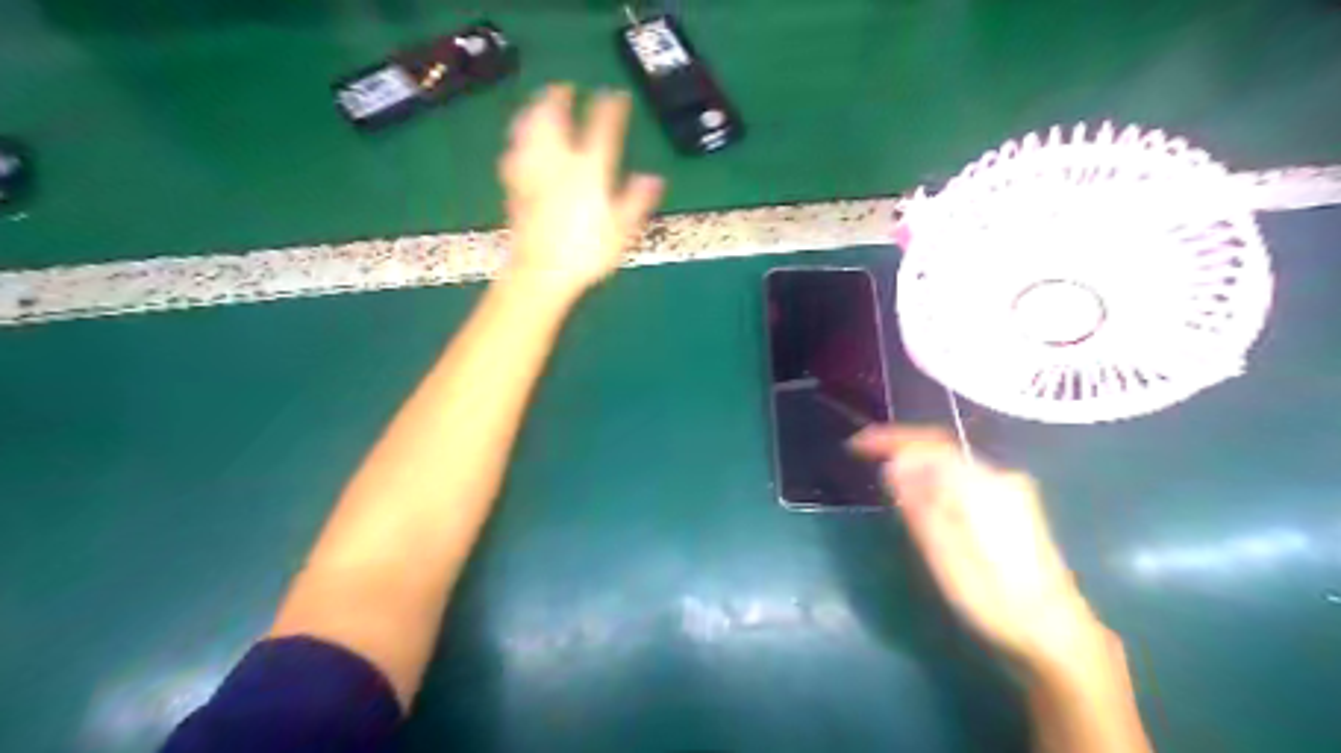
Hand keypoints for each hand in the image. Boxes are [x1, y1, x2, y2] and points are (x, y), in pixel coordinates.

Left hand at [498, 85, 664, 295]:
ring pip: (528, 132)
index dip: (610, 108)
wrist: (542, 273)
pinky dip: (516, 144)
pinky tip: (516, 146)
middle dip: (558, 98)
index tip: (616, 95)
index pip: (602, 129)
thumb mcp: (622, 230)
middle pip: (553, 119)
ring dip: (532, 113)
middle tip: (563, 88)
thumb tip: (653, 178)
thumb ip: (636, 201)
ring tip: (536, 106)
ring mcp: (534, 174)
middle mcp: (559, 164)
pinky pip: (513, 157)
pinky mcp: (515, 189)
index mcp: (590, 171)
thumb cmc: (587, 254)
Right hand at [852, 425, 1106, 669]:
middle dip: (903, 451)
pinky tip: (926, 502)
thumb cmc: (994, 599)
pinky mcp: (1016, 508)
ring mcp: (1012, 492)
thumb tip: (895, 463)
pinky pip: (964, 480)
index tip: (857, 445)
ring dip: (919, 468)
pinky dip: (937, 482)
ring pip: (953, 466)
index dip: (890, 439)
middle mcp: (1001, 478)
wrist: (1057, 636)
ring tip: (890, 482)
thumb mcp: (946, 554)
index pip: (930, 444)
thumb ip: (920, 503)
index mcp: (983, 486)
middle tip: (867, 461)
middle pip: (942, 450)